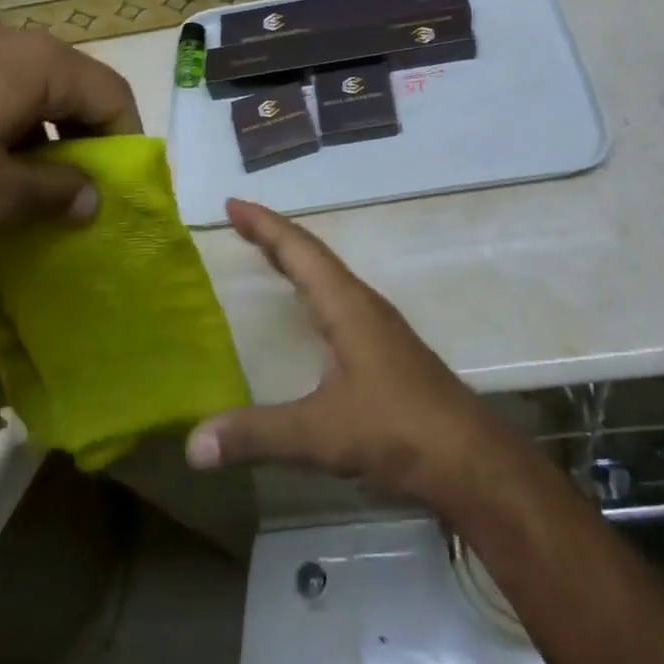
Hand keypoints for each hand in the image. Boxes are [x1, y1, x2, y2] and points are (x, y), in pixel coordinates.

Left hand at [0, 22, 140, 239]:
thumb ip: (54, 195)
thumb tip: (94, 197)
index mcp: (42, 63)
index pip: (113, 97)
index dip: (125, 146)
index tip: (113, 194)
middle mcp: (13, 41)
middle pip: (72, 90)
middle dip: (79, 144)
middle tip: (67, 196)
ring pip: (28, 91)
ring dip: (37, 138)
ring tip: (15, 186)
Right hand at [185, 199, 502, 505]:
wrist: (469, 458)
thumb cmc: (396, 429)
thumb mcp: (321, 433)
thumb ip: (257, 434)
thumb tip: (194, 442)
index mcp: (345, 304)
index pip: (299, 250)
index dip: (264, 225)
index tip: (233, 205)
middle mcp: (361, 304)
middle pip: (312, 256)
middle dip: (274, 236)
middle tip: (239, 221)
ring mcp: (377, 326)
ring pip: (328, 277)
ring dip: (296, 260)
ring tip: (267, 255)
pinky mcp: (385, 350)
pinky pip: (338, 301)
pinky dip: (311, 290)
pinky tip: (308, 312)